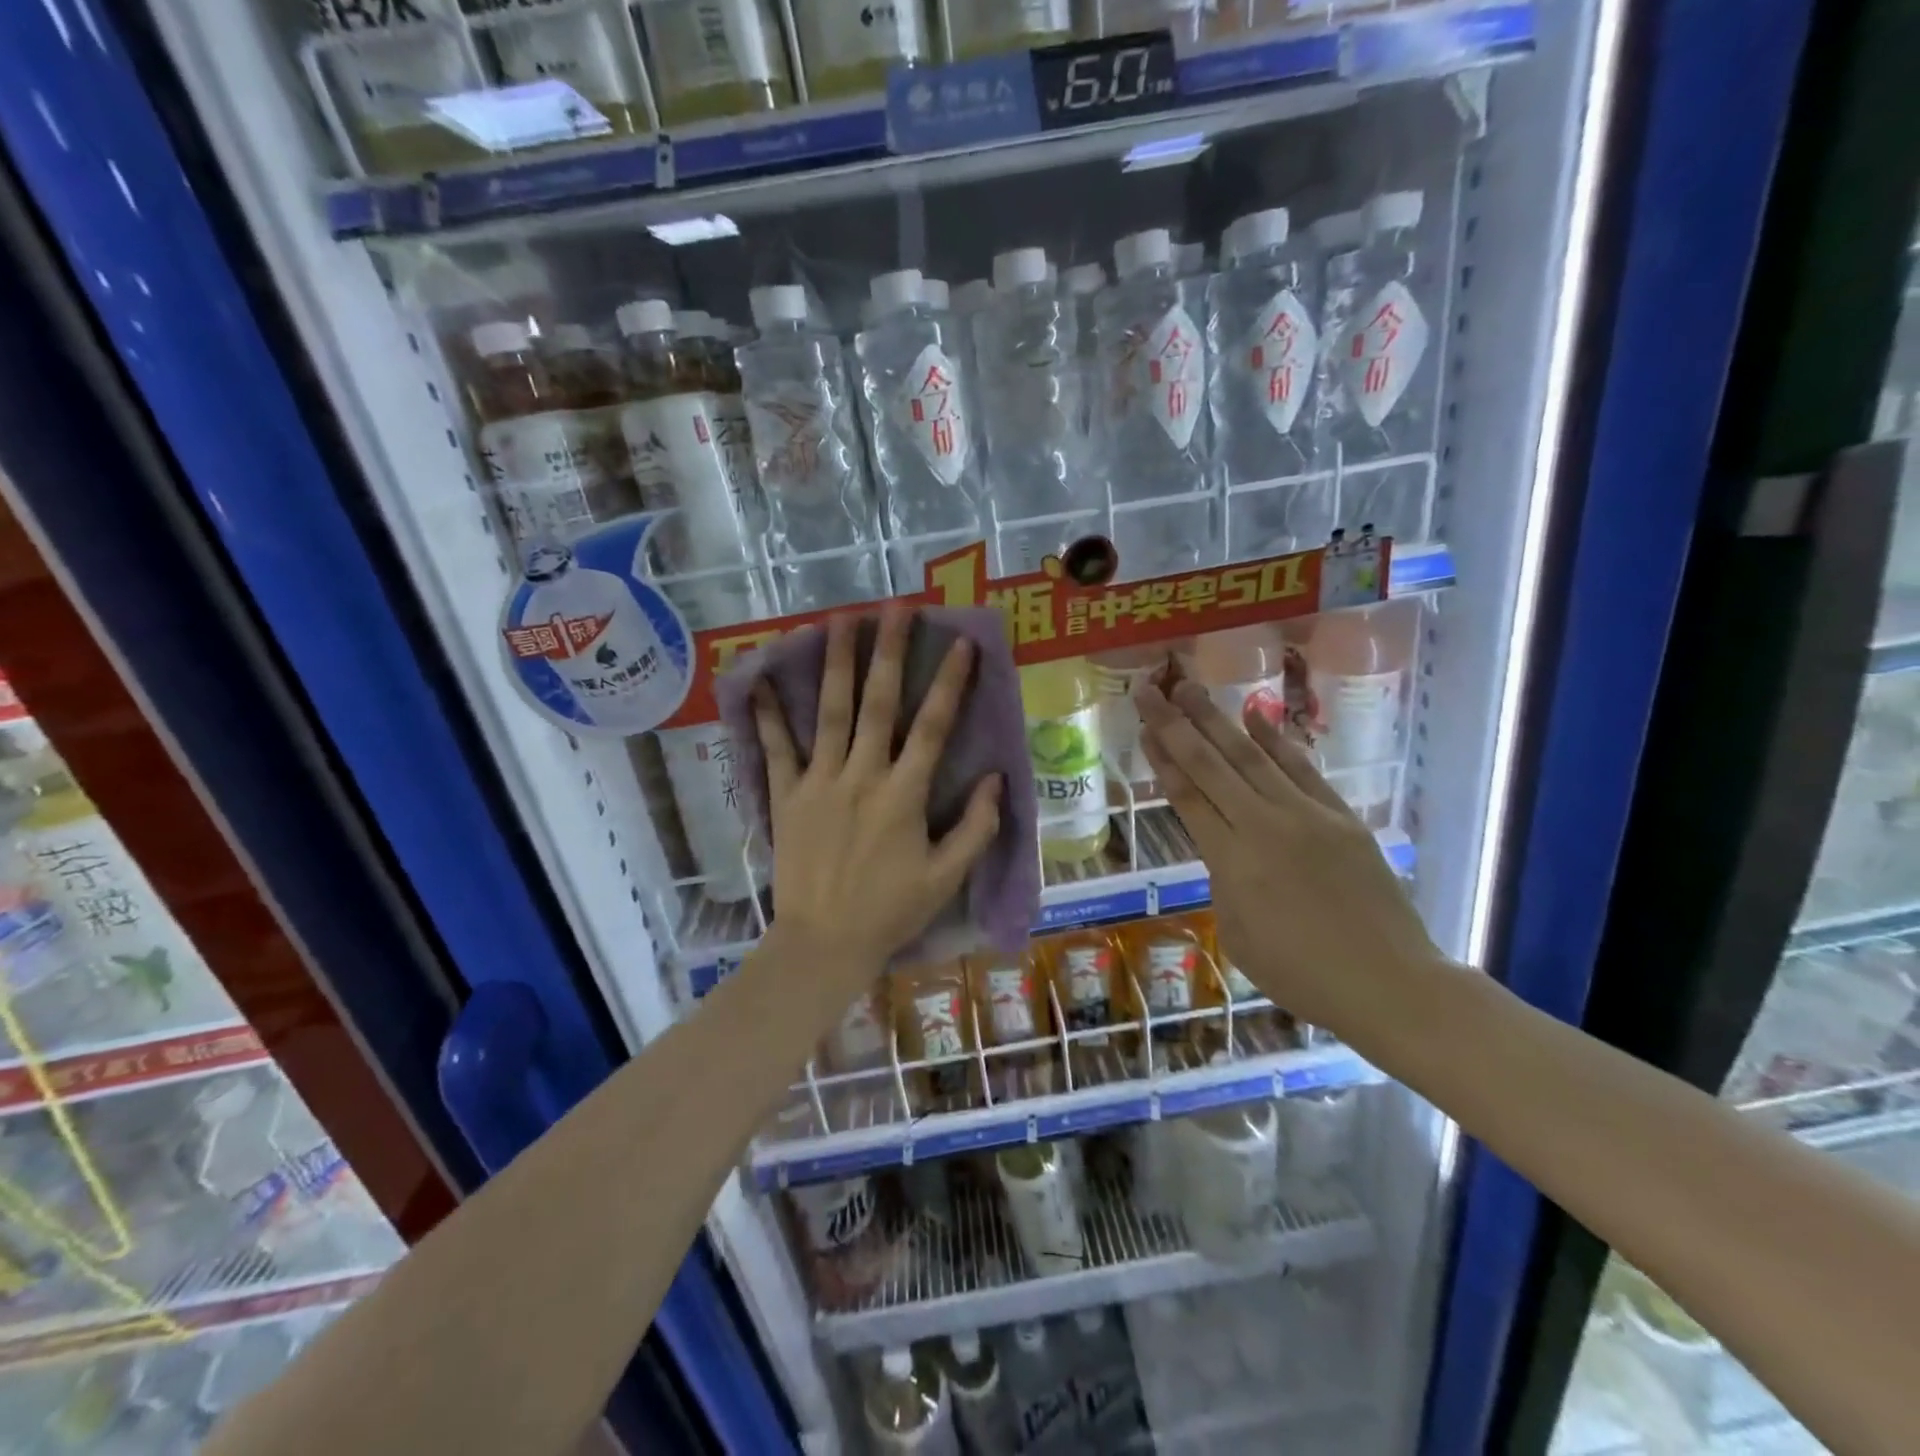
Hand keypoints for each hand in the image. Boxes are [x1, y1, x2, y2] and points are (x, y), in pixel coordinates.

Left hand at [751, 605, 1003, 987]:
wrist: (823, 942)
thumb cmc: (891, 911)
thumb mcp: (947, 877)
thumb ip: (976, 827)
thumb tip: (996, 778)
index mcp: (904, 794)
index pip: (932, 726)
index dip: (949, 682)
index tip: (960, 642)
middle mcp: (862, 776)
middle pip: (877, 703)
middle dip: (888, 652)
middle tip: (894, 608)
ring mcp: (819, 782)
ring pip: (829, 712)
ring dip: (836, 664)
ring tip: (839, 620)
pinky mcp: (786, 796)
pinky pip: (776, 749)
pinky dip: (769, 716)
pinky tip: (763, 681)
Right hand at [1134, 672, 1444, 1037]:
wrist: (1389, 983)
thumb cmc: (1301, 974)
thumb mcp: (1238, 934)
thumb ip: (1223, 881)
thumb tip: (1223, 845)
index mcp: (1232, 862)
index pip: (1187, 796)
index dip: (1161, 759)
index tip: (1142, 727)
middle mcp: (1264, 826)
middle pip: (1210, 765)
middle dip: (1175, 724)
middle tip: (1150, 689)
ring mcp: (1307, 815)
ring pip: (1251, 756)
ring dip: (1217, 719)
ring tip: (1190, 688)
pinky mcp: (1341, 815)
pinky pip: (1301, 768)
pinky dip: (1275, 739)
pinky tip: (1254, 715)